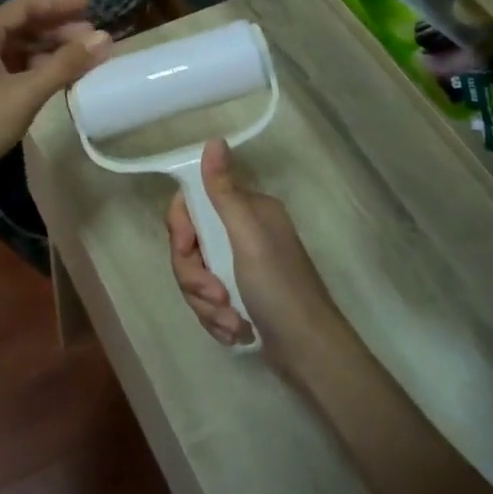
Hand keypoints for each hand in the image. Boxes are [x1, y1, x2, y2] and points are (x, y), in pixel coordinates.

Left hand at [0, 0, 110, 191]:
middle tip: (93, 38)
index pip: (23, 8)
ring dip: (50, 51)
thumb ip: (64, 65)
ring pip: (20, 52)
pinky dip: (39, 72)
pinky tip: (58, 80)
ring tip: (82, 58)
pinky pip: (16, 73)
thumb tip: (104, 38)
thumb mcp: (25, 95)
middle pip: (22, 28)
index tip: (90, 3)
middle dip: (58, 29)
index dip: (57, 2)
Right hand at [166, 140, 352, 374]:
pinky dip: (217, 320)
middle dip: (195, 277)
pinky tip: (236, 332)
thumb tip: (214, 140)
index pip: (193, 204)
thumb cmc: (280, 289)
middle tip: (216, 297)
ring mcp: (240, 267)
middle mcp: (242, 234)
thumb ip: (224, 191)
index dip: (182, 228)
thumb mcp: (247, 237)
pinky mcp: (238, 298)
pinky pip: (207, 301)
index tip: (188, 248)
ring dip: (207, 305)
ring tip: (231, 322)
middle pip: (190, 246)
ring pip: (195, 277)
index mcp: (247, 212)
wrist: (310, 353)